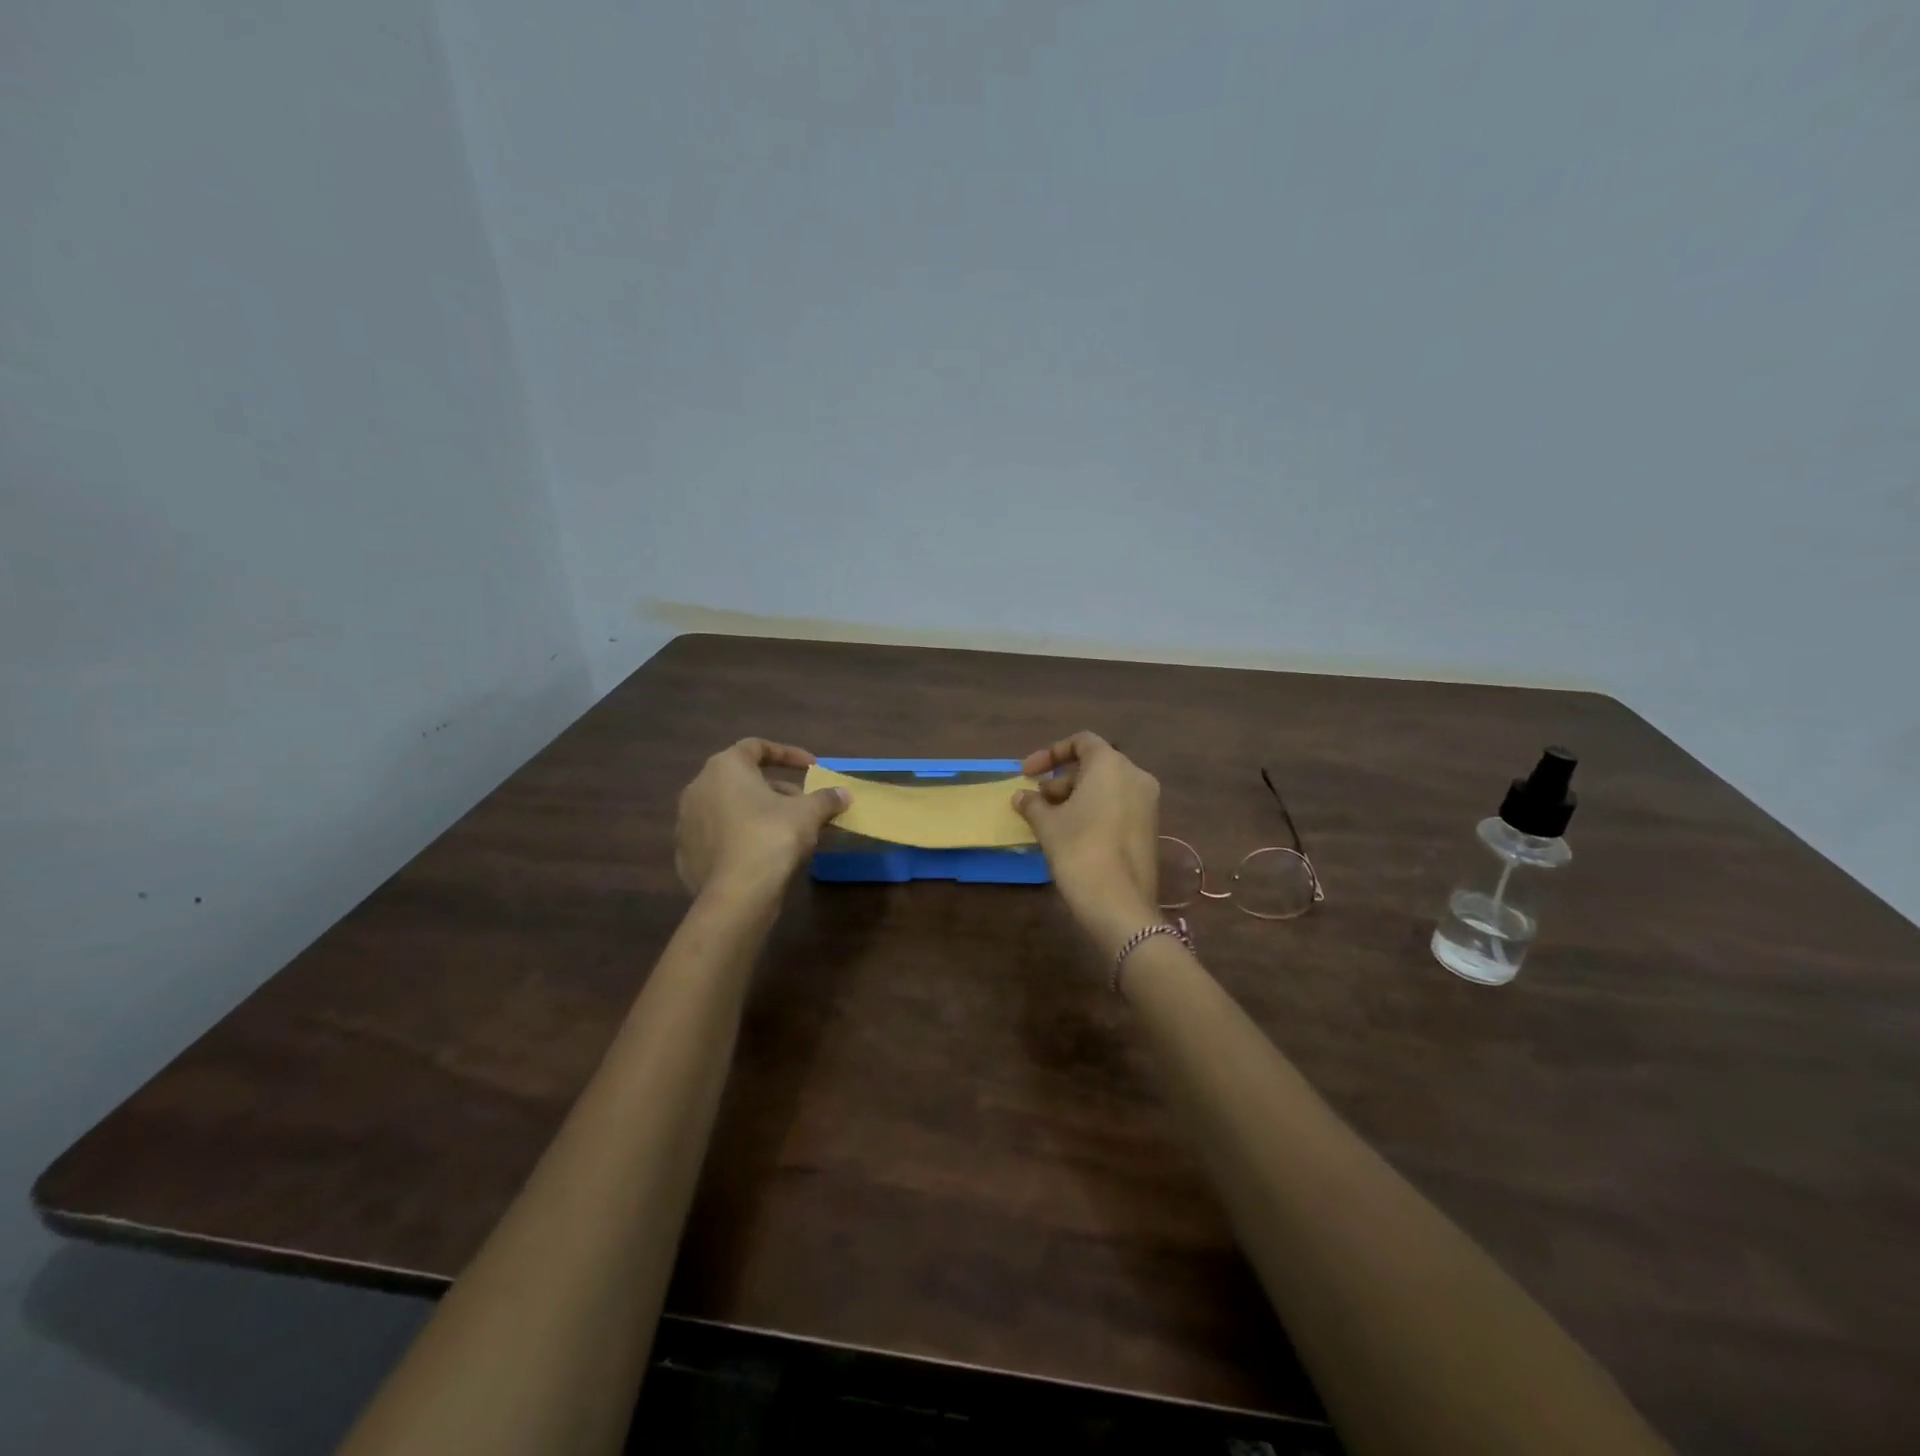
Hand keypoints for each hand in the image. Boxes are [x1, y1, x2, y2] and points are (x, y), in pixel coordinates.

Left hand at [674, 739, 848, 897]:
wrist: (736, 894)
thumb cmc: (773, 837)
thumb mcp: (809, 813)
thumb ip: (826, 798)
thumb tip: (844, 793)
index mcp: (725, 767)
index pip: (756, 747)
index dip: (787, 754)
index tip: (811, 767)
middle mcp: (699, 787)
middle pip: (742, 779)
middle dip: (776, 789)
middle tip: (803, 804)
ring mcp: (686, 822)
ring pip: (729, 808)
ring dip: (757, 813)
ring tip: (787, 831)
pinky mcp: (686, 853)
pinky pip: (719, 837)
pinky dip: (740, 838)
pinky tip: (762, 854)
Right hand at [1013, 731, 1162, 948]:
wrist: (1119, 903)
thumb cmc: (1079, 849)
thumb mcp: (1047, 824)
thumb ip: (1032, 803)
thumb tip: (1021, 796)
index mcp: (1111, 765)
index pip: (1081, 742)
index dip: (1050, 753)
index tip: (1027, 773)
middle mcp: (1135, 776)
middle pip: (1094, 765)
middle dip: (1060, 780)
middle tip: (1036, 801)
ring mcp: (1147, 803)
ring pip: (1106, 787)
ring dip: (1075, 796)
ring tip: (1049, 820)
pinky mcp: (1149, 827)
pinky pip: (1118, 806)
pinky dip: (1094, 810)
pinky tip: (1071, 833)